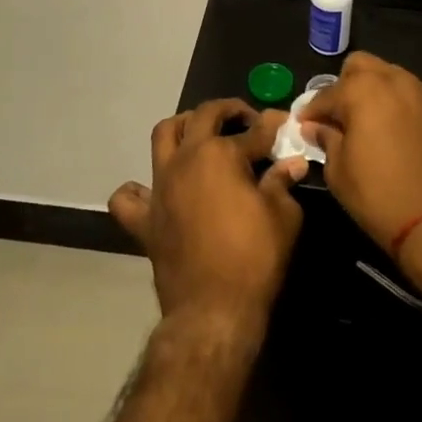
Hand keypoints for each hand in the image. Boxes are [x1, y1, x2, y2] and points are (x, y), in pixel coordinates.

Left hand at [109, 101, 309, 327]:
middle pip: (203, 116)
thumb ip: (283, 182)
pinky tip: (154, 192)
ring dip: (182, 127)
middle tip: (245, 122)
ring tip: (200, 137)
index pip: (253, 131)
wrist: (214, 310)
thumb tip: (293, 162)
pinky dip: (137, 190)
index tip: (282, 124)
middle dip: (227, 111)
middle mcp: (186, 158)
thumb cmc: (255, 258)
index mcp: (221, 154)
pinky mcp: (145, 218)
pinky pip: (129, 198)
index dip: (272, 127)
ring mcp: (160, 186)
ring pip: (163, 136)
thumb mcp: (284, 216)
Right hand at [300, 53, 421, 272]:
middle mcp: (396, 81)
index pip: (327, 93)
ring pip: (393, 78)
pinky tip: (403, 137)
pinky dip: (404, 110)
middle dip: (346, 86)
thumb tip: (317, 127)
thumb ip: (326, 140)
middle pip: (362, 66)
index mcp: (362, 90)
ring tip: (374, 125)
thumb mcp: (339, 173)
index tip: (305, 125)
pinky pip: (418, 100)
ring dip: (378, 94)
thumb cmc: (380, 197)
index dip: (312, 110)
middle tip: (341, 116)